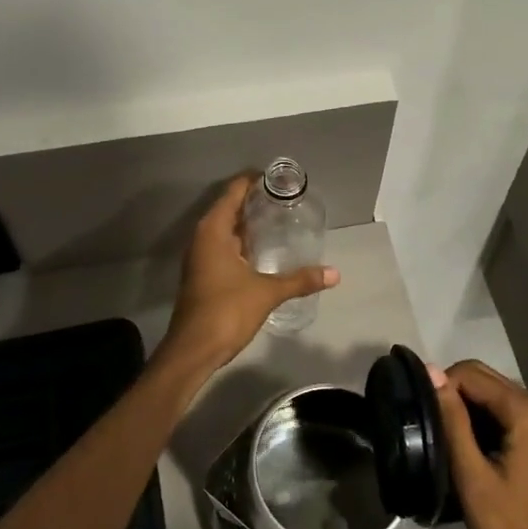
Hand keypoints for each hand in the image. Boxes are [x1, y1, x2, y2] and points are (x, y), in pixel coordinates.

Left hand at [157, 175, 338, 376]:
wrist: (193, 350)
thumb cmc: (226, 311)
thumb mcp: (267, 293)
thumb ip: (300, 280)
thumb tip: (334, 273)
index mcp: (213, 231)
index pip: (233, 193)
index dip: (253, 181)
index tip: (277, 178)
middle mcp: (203, 238)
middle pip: (228, 209)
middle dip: (254, 202)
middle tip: (285, 199)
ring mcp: (201, 258)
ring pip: (226, 231)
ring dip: (248, 224)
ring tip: (279, 219)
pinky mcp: (204, 275)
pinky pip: (224, 248)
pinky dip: (242, 243)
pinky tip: (263, 251)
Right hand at [433, 360, 527, 528]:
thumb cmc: (509, 528)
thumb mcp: (471, 473)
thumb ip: (452, 419)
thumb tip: (431, 370)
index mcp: (527, 412)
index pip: (471, 374)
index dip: (440, 386)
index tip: (419, 412)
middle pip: (484, 378)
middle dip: (451, 393)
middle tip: (426, 423)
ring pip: (491, 394)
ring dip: (463, 407)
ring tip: (439, 434)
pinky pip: (501, 412)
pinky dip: (479, 420)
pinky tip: (462, 444)